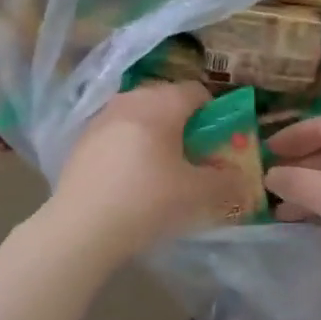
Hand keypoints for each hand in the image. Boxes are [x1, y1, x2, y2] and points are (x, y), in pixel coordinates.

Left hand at [49, 83, 245, 260]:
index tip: (217, 140)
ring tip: (161, 167)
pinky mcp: (81, 140)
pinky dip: (129, 144)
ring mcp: (101, 118)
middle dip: (183, 121)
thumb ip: (226, 181)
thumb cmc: (147, 201)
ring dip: (155, 132)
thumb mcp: (198, 194)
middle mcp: (130, 100)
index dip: (213, 112)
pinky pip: (117, 131)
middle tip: (192, 154)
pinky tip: (130, 177)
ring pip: (139, 114)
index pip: (197, 91)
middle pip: (166, 99)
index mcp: (161, 104)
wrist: (81, 228)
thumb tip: (240, 176)